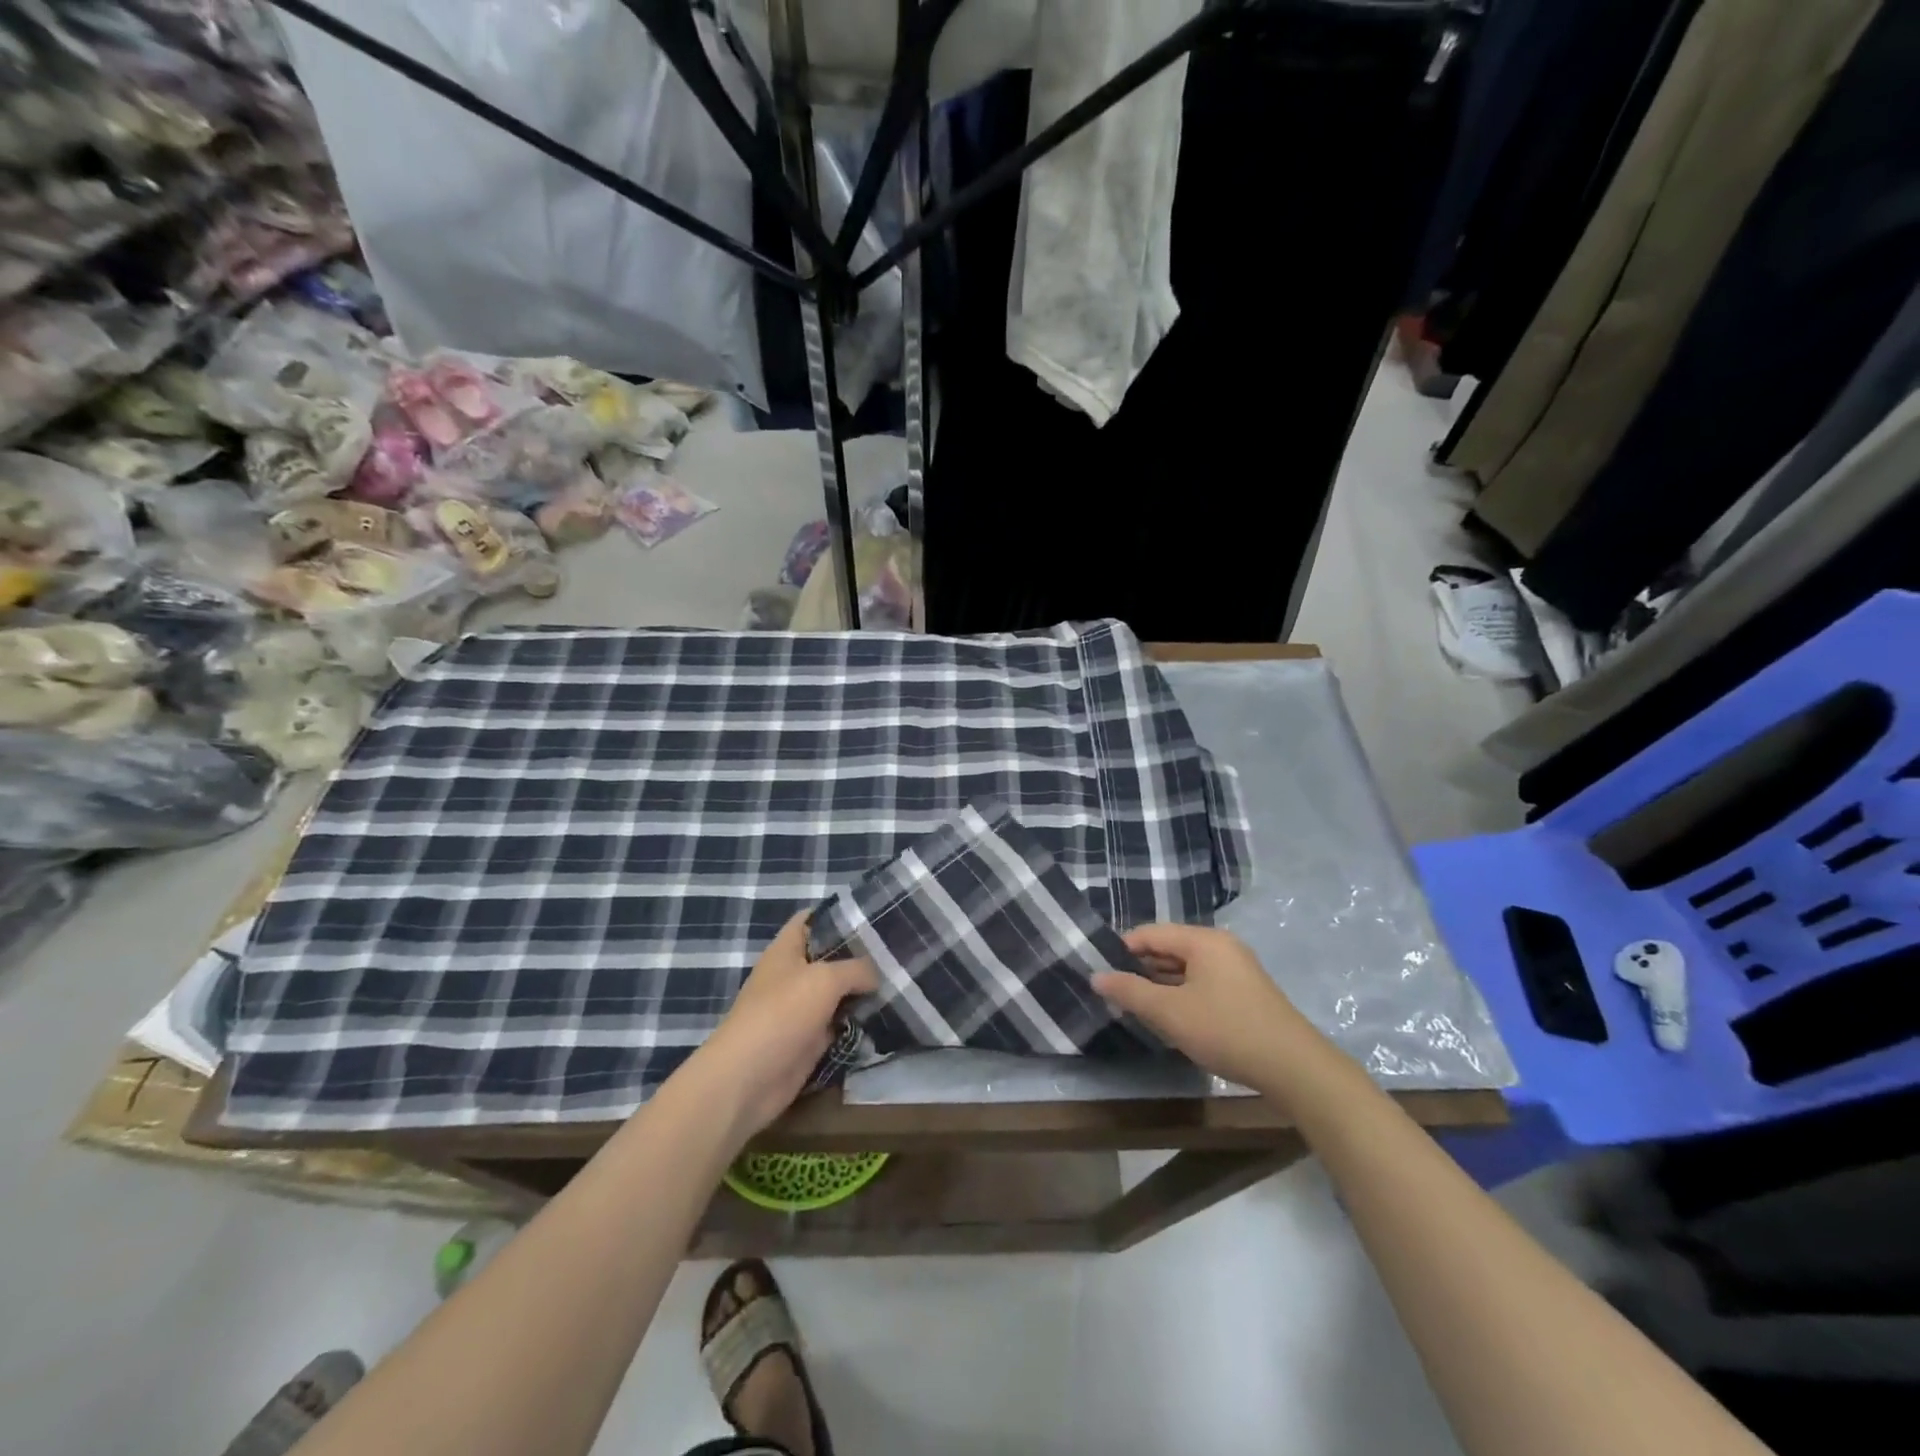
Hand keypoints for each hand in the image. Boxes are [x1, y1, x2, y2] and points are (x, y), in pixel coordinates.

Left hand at [682, 911, 878, 1138]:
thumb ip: (857, 969)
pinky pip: (839, 1024)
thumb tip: (876, 975)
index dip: (839, 914)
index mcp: (786, 950)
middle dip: (861, 956)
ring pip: (838, 993)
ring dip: (863, 991)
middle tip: (899, 951)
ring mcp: (800, 1009)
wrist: (749, 1078)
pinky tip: (888, 1014)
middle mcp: (793, 975)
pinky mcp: (809, 1040)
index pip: (812, 919)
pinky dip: (859, 1022)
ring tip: (901, 980)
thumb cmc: (782, 1014)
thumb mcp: (825, 979)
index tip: (874, 915)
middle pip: (831, 957)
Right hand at [1092, 923, 1320, 1093]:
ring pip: (1186, 968)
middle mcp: (1220, 946)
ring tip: (1135, 1006)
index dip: (1122, 949)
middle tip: (1113, 992)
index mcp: (1203, 940)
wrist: (1294, 1068)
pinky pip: (1202, 982)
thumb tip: (1096, 976)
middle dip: (1140, 968)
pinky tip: (1169, 1016)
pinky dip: (1182, 994)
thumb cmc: (1226, 1030)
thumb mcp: (1170, 1012)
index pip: (1151, 933)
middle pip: (1169, 948)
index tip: (1100, 971)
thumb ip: (1130, 992)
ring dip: (1160, 984)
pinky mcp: (1245, 991)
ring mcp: (1236, 968)